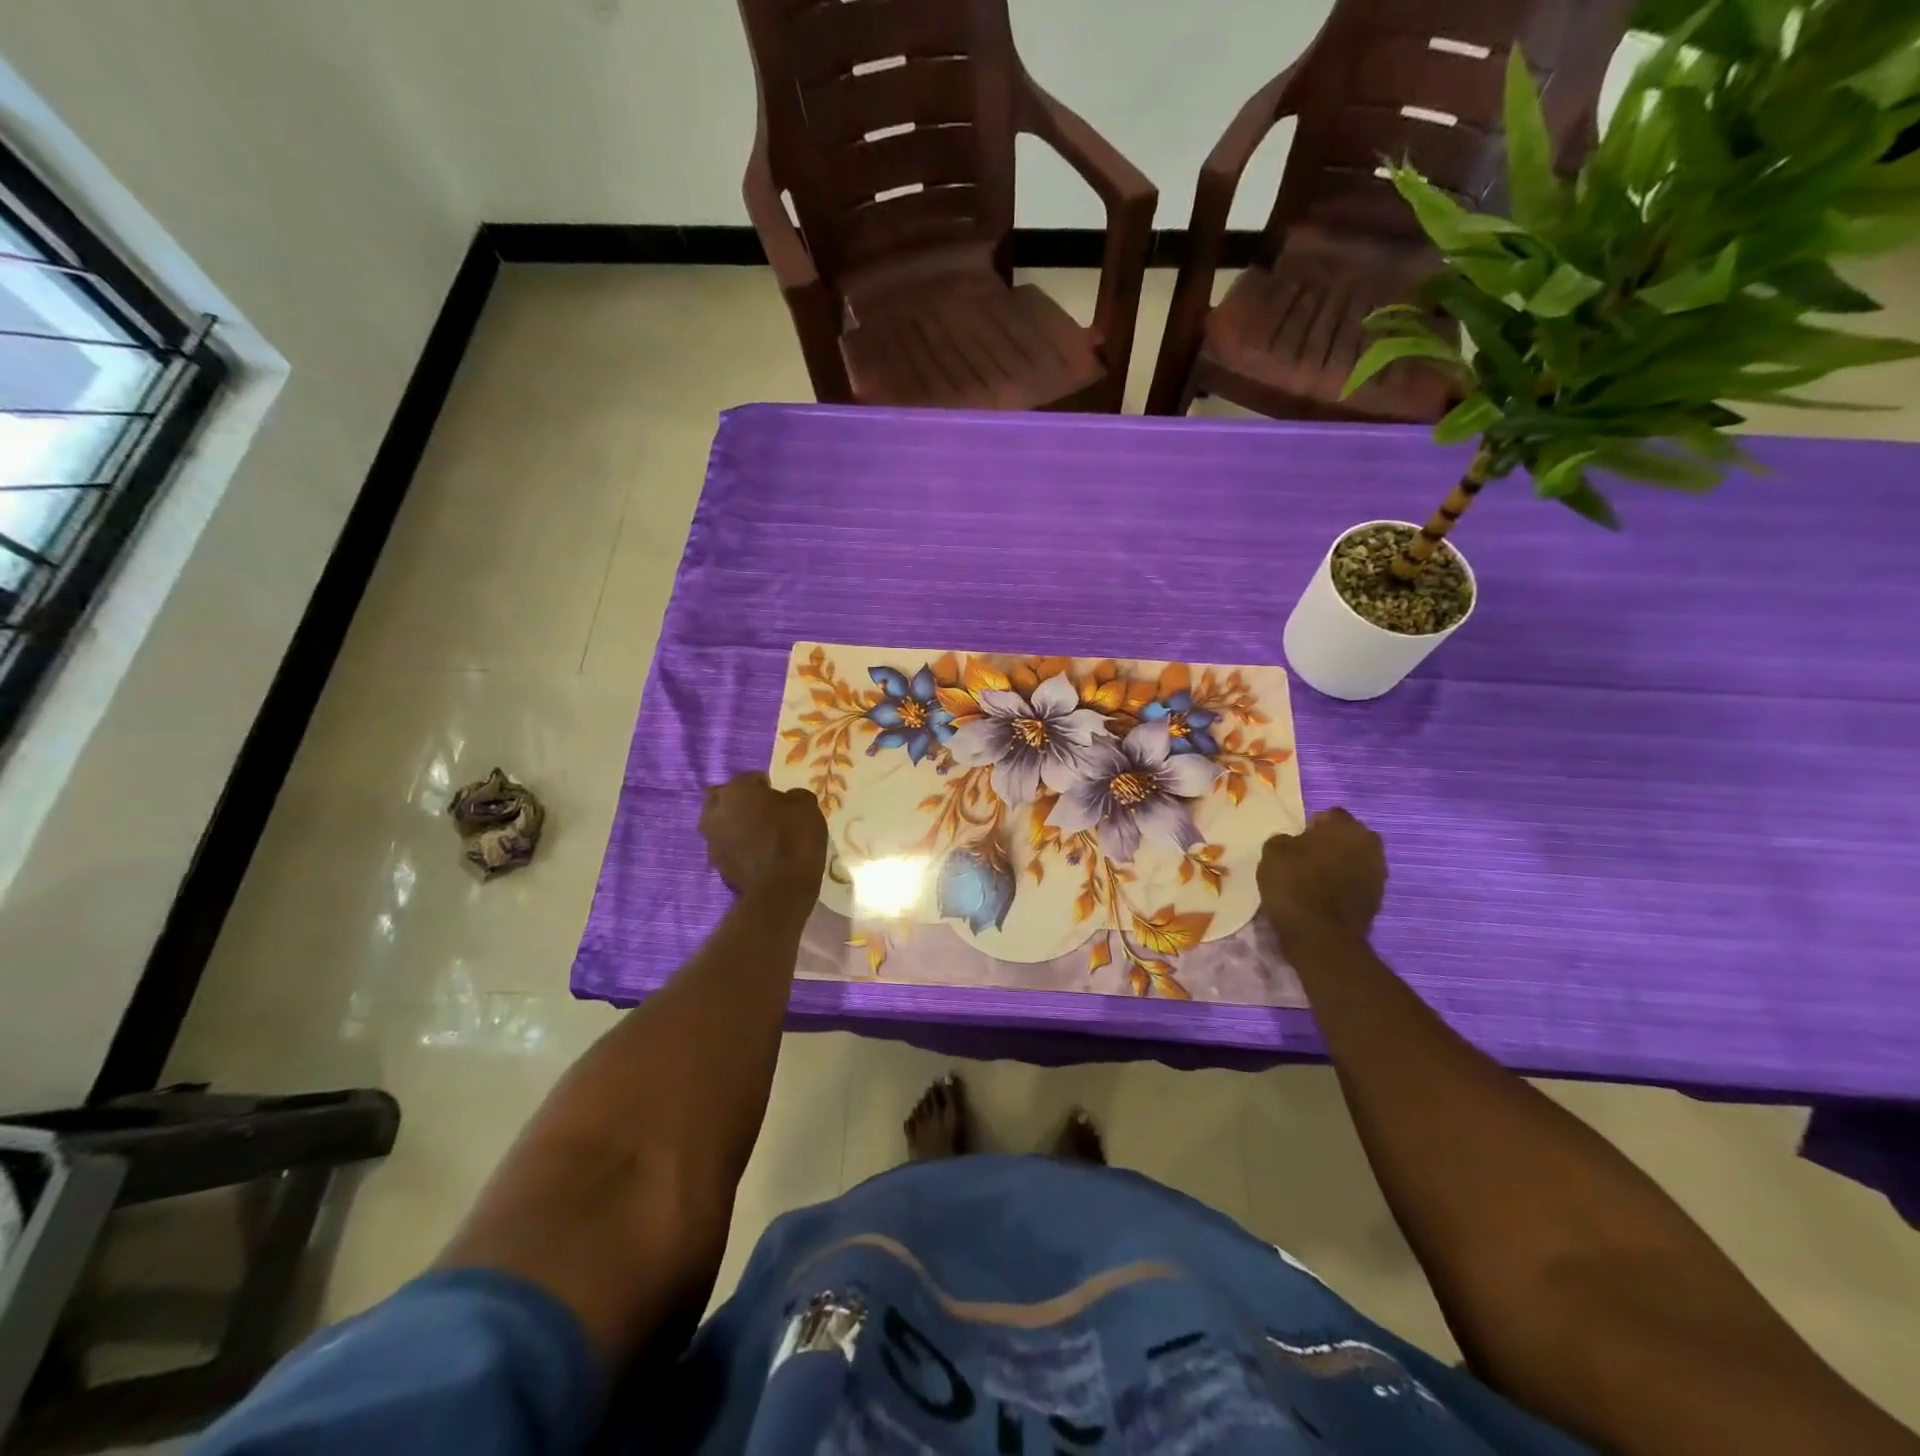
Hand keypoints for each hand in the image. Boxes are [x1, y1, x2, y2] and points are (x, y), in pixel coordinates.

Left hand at [699, 773, 828, 899]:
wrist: (781, 889)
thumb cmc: (794, 838)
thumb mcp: (807, 806)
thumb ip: (793, 796)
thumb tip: (787, 799)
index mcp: (735, 791)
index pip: (748, 778)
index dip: (764, 784)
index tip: (778, 794)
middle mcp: (715, 812)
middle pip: (723, 798)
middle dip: (738, 801)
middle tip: (761, 810)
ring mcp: (711, 841)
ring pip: (720, 824)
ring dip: (734, 824)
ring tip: (758, 833)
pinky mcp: (716, 866)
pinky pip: (726, 847)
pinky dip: (737, 847)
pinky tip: (757, 853)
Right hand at [1258, 808, 1385, 947]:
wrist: (1320, 936)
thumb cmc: (1295, 884)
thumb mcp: (1273, 851)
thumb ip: (1287, 839)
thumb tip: (1296, 843)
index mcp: (1349, 827)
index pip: (1329, 816)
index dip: (1310, 827)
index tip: (1295, 842)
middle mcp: (1371, 846)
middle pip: (1345, 838)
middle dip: (1328, 845)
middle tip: (1303, 859)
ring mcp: (1378, 876)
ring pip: (1351, 862)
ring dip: (1336, 867)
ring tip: (1311, 880)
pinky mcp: (1377, 902)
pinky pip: (1354, 885)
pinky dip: (1340, 887)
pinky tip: (1320, 897)